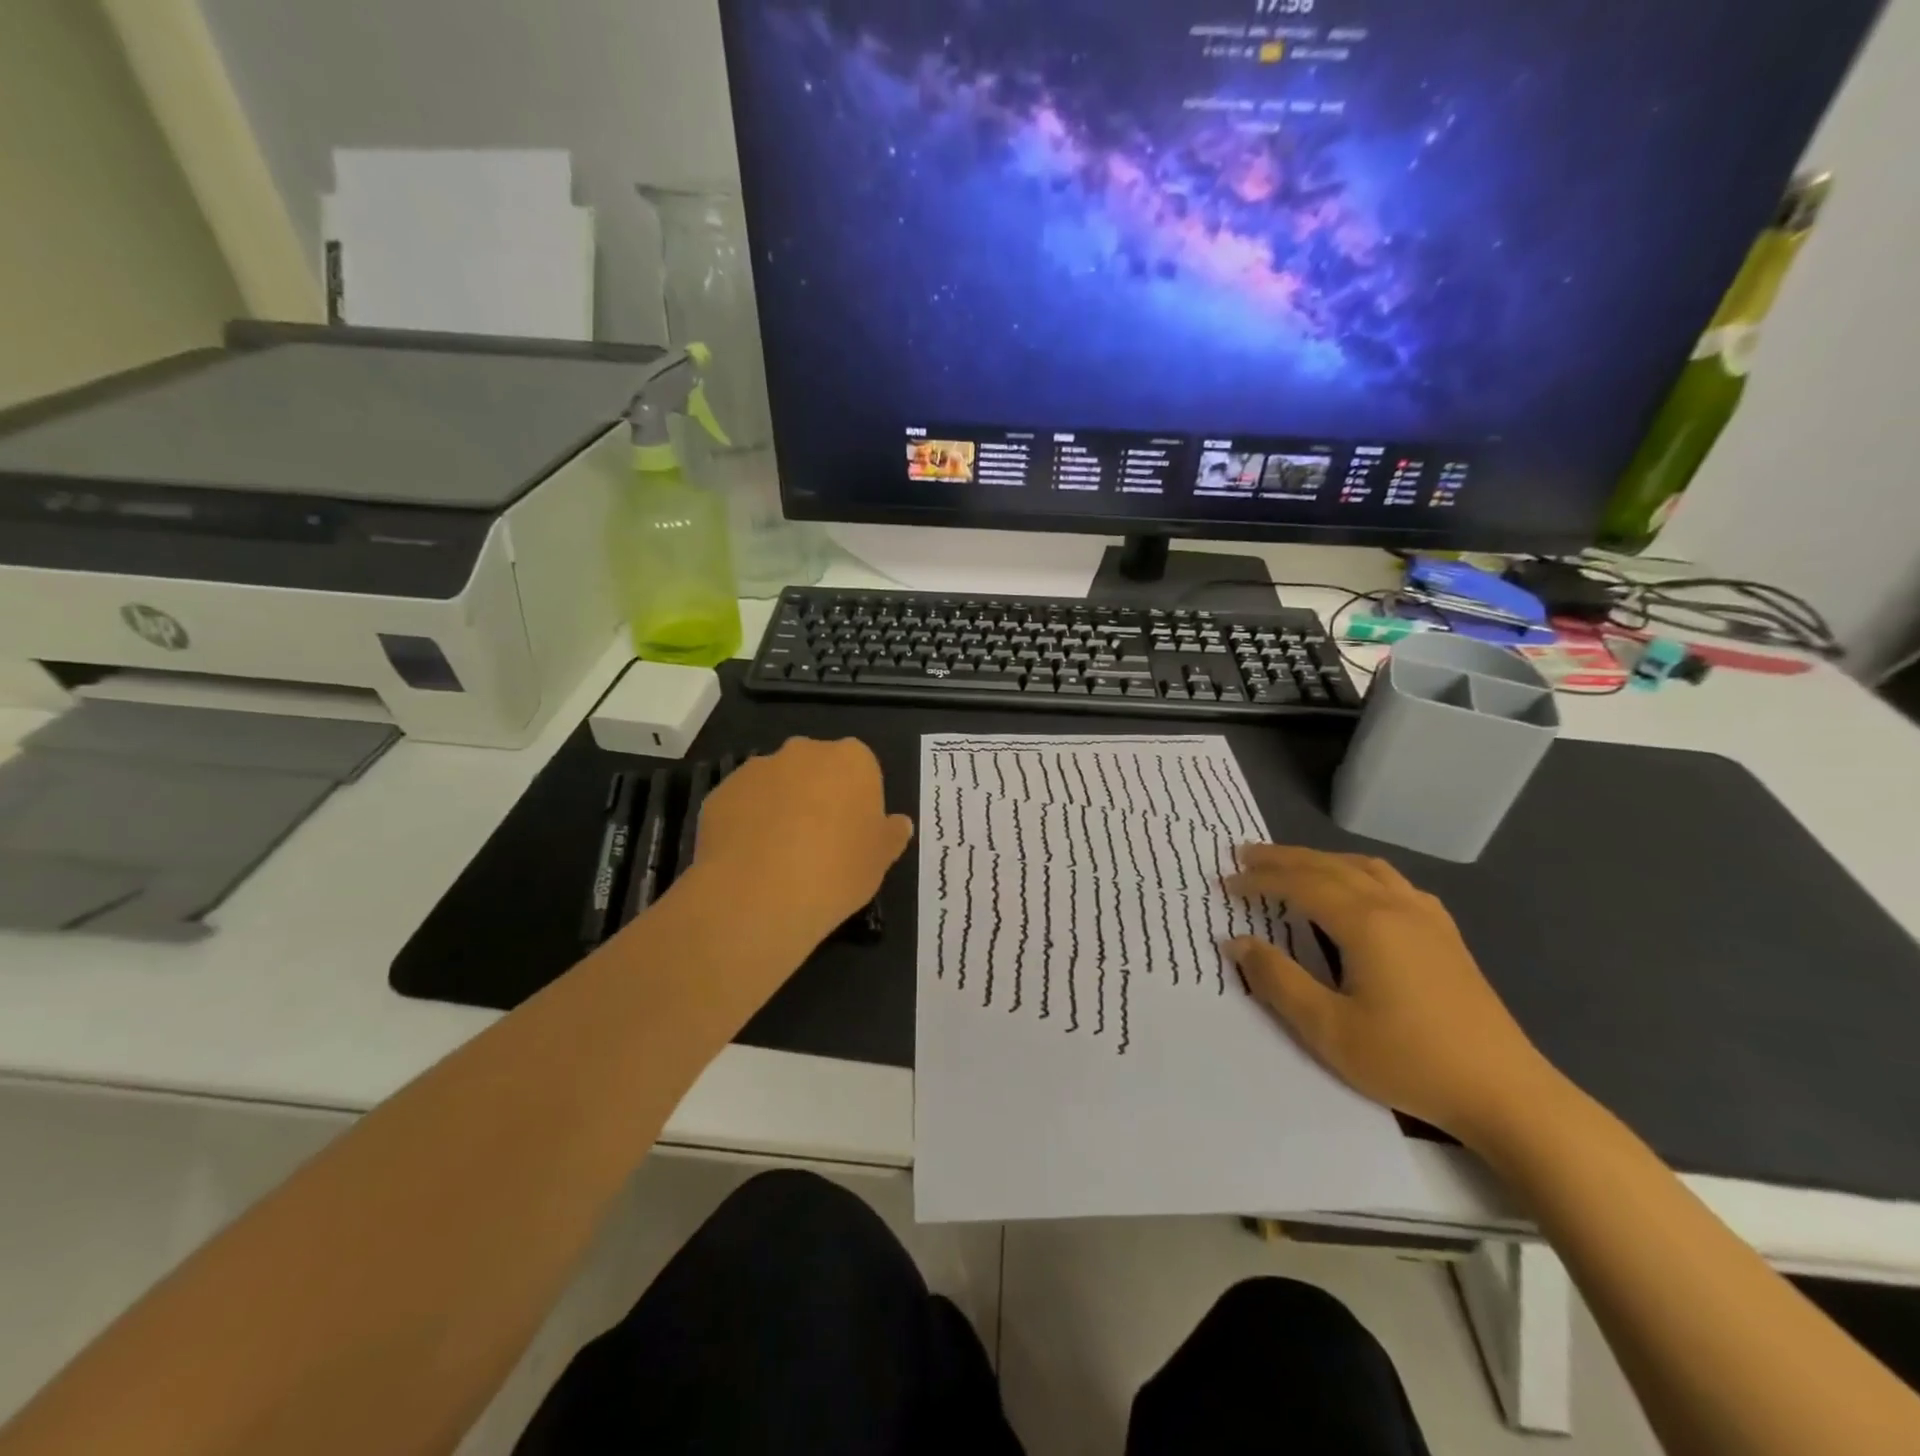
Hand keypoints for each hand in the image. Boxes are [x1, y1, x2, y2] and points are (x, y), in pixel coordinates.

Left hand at [692, 737, 913, 944]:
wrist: (760, 893)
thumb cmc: (837, 870)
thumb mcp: (880, 859)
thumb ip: (891, 835)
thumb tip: (898, 824)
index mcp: (851, 759)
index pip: (861, 768)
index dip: (857, 800)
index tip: (853, 833)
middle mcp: (804, 752)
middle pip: (816, 768)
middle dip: (817, 794)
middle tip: (819, 842)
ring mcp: (757, 768)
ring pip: (776, 784)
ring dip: (780, 806)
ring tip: (779, 855)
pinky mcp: (721, 791)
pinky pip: (742, 804)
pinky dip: (747, 823)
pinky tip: (749, 860)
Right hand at [1223, 845, 1561, 1142]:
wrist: (1505, 1093)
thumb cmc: (1409, 1060)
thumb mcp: (1328, 1029)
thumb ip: (1277, 980)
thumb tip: (1238, 943)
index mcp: (1365, 923)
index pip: (1300, 884)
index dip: (1259, 879)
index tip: (1226, 883)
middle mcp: (1395, 906)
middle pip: (1330, 865)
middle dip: (1284, 858)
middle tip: (1246, 855)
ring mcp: (1427, 918)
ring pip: (1366, 867)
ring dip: (1322, 860)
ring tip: (1293, 865)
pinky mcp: (1446, 936)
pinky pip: (1394, 883)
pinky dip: (1360, 873)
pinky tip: (1359, 891)